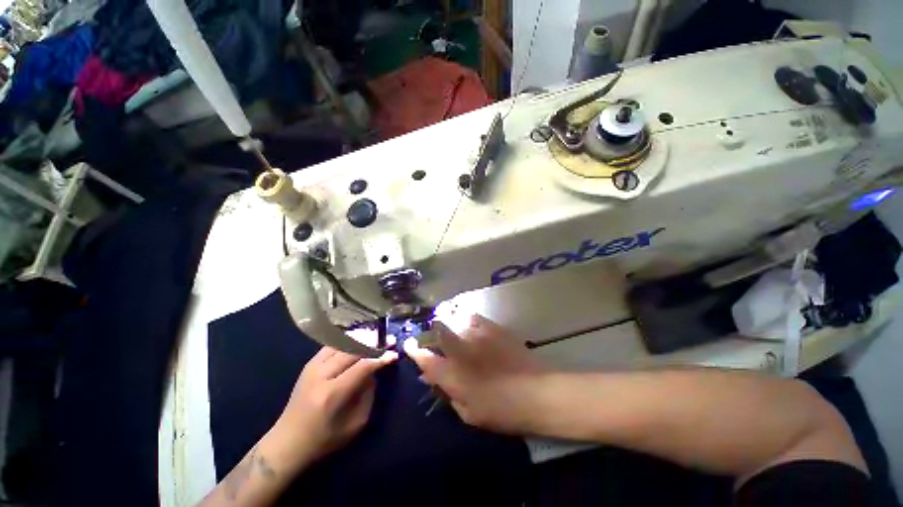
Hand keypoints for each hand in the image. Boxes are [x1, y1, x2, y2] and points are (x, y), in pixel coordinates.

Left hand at [274, 347, 397, 467]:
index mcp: (332, 394)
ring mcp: (312, 367)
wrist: (287, 442)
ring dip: (363, 338)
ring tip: (378, 337)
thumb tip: (375, 370)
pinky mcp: (309, 364)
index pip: (362, 366)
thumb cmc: (325, 439)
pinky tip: (360, 338)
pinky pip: (333, 344)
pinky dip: (349, 339)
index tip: (394, 353)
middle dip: (374, 343)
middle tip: (390, 340)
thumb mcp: (355, 424)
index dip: (380, 358)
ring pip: (343, 343)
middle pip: (353, 350)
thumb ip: (368, 394)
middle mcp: (321, 375)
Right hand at [404, 314, 546, 433]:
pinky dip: (466, 318)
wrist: (536, 392)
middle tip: (431, 330)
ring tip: (447, 320)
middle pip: (438, 331)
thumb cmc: (501, 410)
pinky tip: (467, 321)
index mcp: (453, 375)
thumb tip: (432, 378)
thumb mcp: (469, 413)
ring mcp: (477, 335)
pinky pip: (473, 317)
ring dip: (448, 320)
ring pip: (454, 320)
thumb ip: (448, 393)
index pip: (426, 360)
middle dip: (430, 329)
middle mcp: (461, 350)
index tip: (409, 344)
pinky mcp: (493, 327)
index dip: (414, 350)